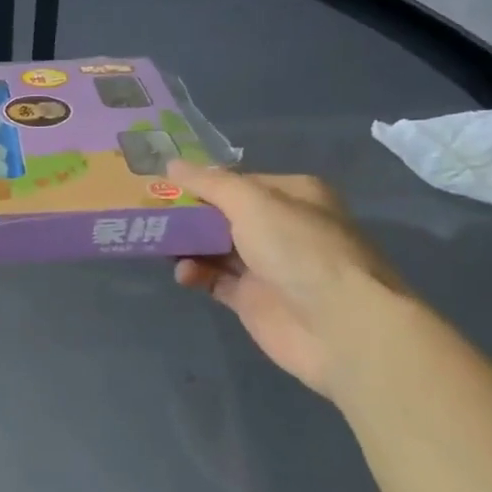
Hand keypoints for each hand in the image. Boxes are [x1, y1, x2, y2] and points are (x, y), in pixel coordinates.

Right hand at [166, 162, 408, 400]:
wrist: (340, 327)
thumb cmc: (299, 249)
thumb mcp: (252, 202)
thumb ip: (210, 183)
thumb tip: (171, 164)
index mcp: (292, 195)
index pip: (237, 181)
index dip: (201, 182)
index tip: (163, 182)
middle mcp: (281, 227)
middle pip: (223, 214)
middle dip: (189, 213)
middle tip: (151, 213)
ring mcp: (267, 265)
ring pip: (215, 247)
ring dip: (188, 244)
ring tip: (158, 243)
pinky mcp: (253, 300)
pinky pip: (215, 280)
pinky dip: (196, 274)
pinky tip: (183, 274)